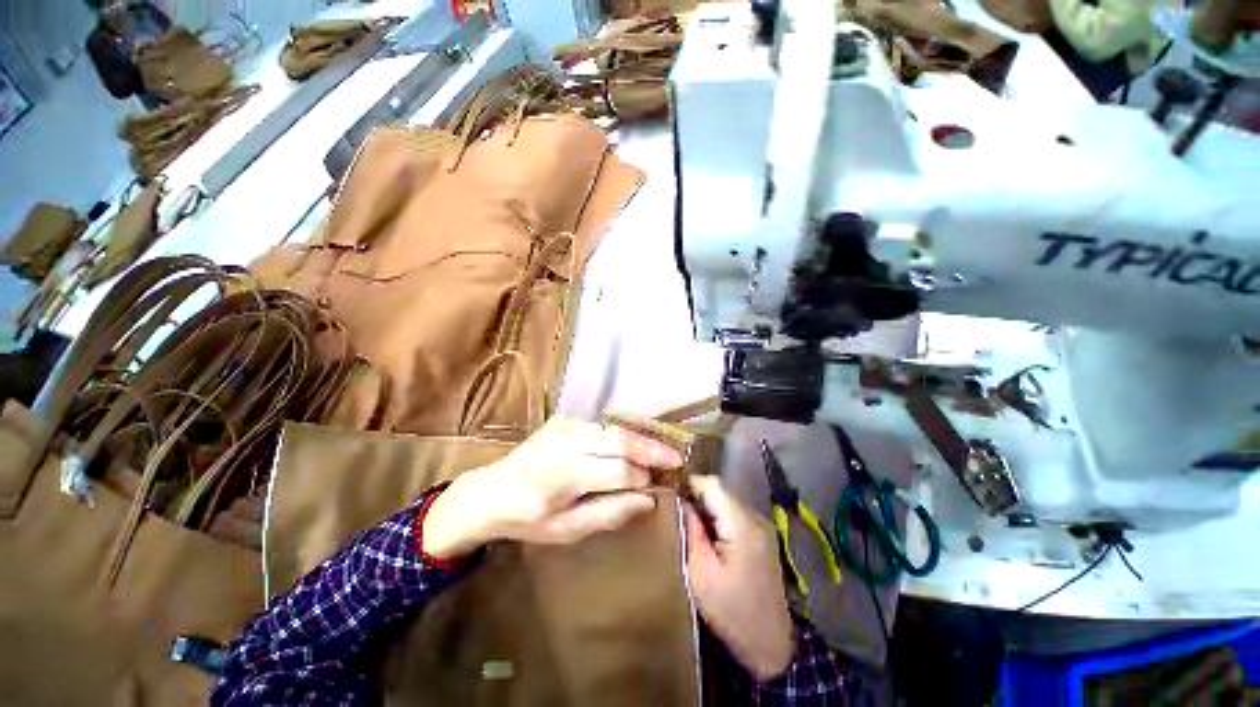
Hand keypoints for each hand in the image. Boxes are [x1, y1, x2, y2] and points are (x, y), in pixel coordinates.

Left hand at [424, 417, 683, 557]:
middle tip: (677, 457)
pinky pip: (600, 427)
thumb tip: (648, 500)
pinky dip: (619, 436)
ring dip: (638, 440)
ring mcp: (565, 426)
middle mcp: (568, 442)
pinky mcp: (563, 420)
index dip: (643, 479)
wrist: (489, 491)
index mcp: (566, 474)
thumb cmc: (527, 519)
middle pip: (621, 440)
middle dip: (652, 449)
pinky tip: (629, 447)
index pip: (619, 471)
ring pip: (613, 429)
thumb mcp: (567, 529)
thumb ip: (609, 513)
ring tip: (660, 451)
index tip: (659, 487)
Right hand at [685, 475, 795, 681]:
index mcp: (741, 524)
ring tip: (688, 522)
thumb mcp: (701, 572)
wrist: (770, 643)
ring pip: (727, 500)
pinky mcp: (763, 535)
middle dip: (697, 495)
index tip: (670, 492)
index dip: (690, 484)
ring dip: (707, 506)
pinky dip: (719, 516)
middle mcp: (755, 517)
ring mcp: (762, 525)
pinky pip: (735, 513)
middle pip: (721, 490)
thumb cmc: (730, 610)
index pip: (712, 484)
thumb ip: (691, 531)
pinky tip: (708, 534)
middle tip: (675, 510)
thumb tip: (682, 501)